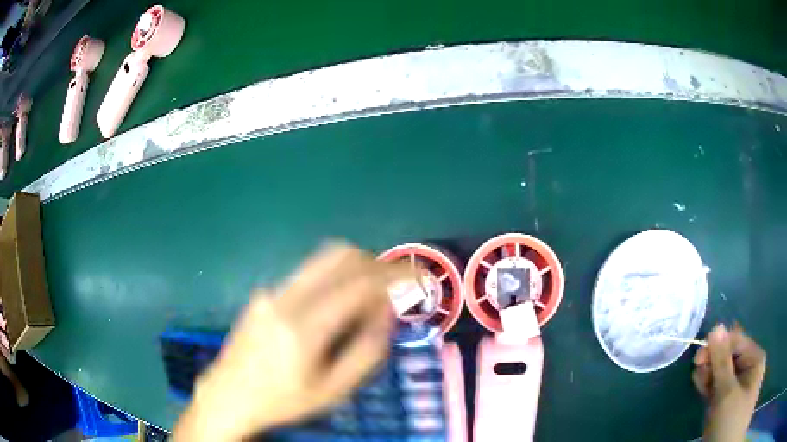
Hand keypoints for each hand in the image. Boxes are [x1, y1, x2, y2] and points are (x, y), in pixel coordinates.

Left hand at [173, 243, 409, 440]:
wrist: (229, 395)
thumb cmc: (283, 401)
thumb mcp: (333, 390)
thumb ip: (367, 350)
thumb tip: (388, 311)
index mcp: (302, 328)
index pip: (358, 284)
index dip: (394, 275)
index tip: (418, 278)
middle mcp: (284, 298)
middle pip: (339, 255)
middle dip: (375, 263)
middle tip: (395, 284)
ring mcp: (271, 291)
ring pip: (322, 259)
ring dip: (355, 268)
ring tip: (370, 296)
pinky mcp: (264, 292)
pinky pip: (308, 274)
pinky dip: (334, 279)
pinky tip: (337, 307)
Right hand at [692, 324, 765, 441]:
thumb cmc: (731, 419)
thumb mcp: (727, 392)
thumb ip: (722, 361)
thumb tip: (715, 327)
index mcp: (753, 359)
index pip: (736, 340)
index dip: (718, 345)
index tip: (698, 359)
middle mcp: (746, 368)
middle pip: (728, 355)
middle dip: (712, 362)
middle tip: (698, 374)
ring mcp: (735, 385)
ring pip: (720, 371)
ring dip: (708, 374)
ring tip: (699, 382)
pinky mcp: (724, 400)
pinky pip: (716, 385)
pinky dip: (708, 384)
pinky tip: (701, 387)